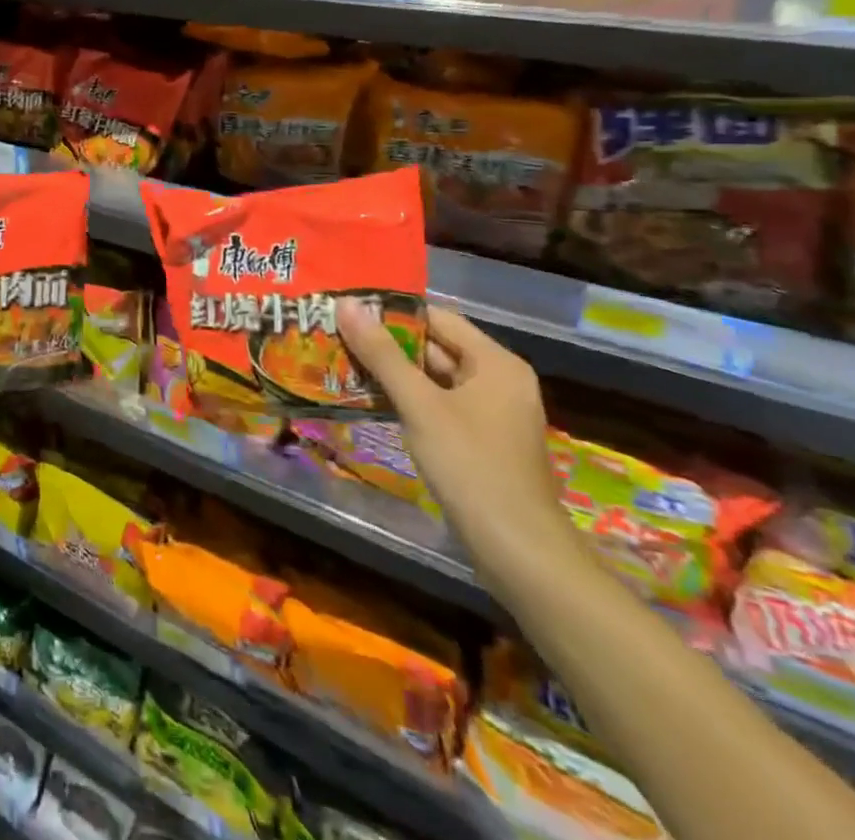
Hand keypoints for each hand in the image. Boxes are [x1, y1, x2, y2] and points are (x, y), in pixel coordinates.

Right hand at [339, 303, 578, 587]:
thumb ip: (382, 354)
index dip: (392, 312)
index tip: (348, 310)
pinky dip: (409, 400)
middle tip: (336, 335)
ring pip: (435, 378)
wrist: (518, 551)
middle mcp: (499, 380)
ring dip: (394, 373)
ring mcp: (492, 413)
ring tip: (343, 362)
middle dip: (387, 343)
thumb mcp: (420, 405)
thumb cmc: (470, 466)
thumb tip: (346, 304)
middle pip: (436, 347)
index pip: (437, 317)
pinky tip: (371, 400)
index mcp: (496, 363)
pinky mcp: (482, 441)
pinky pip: (440, 405)